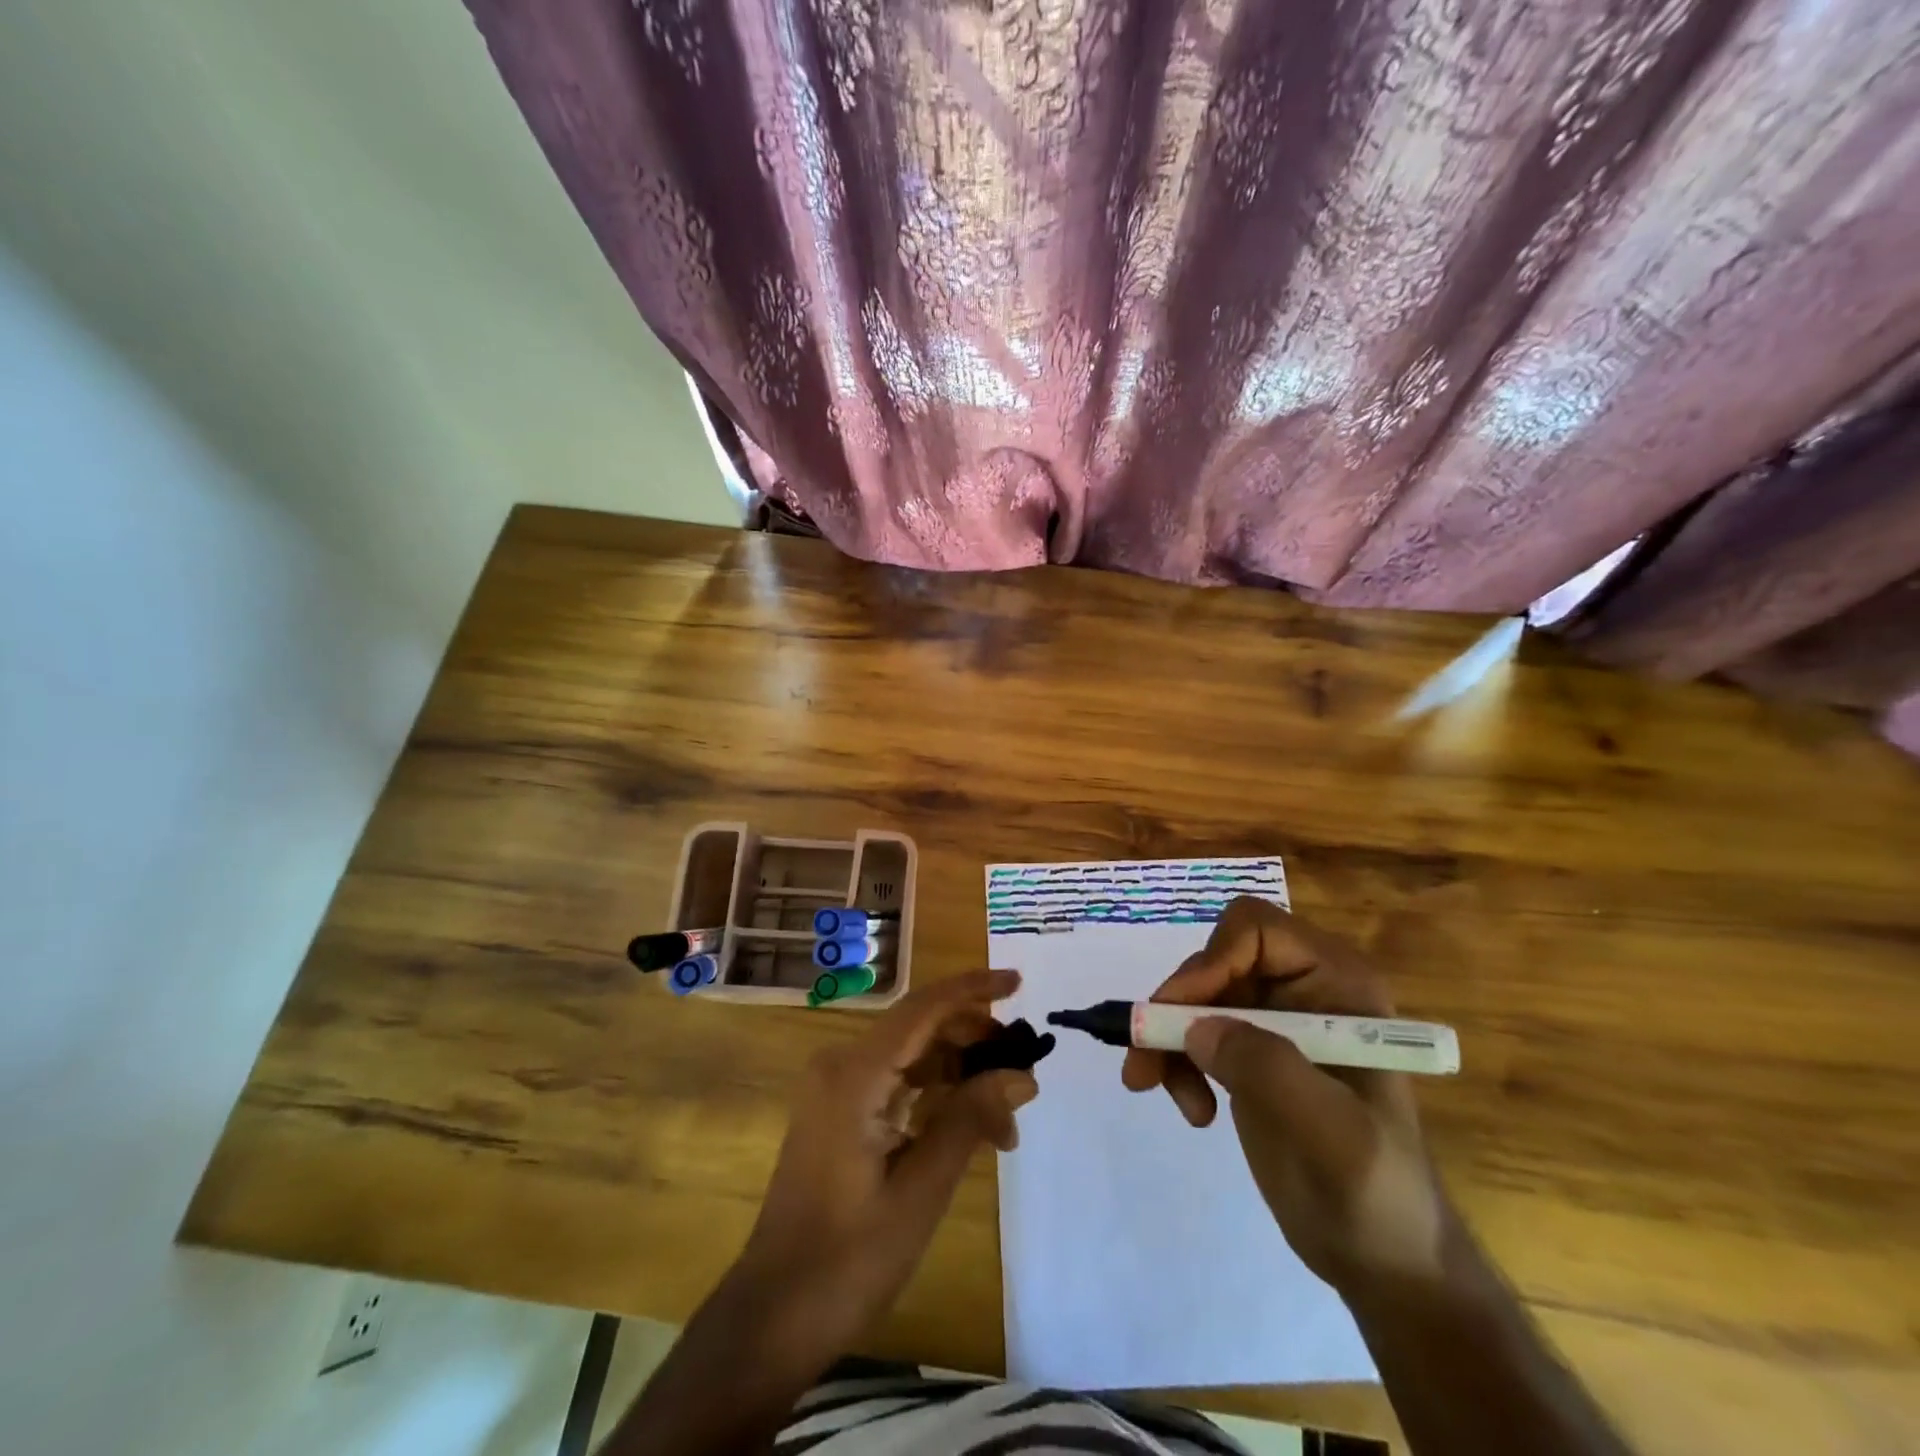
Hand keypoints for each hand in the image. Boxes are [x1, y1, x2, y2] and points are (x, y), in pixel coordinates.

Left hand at [737, 969, 1037, 1350]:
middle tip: (1024, 1079)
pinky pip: (896, 1082)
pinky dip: (935, 1096)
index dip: (973, 989)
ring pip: (912, 1056)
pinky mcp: (838, 1111)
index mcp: (855, 1074)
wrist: (774, 1314)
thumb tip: (1022, 1075)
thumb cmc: (849, 1257)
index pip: (923, 1008)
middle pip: (920, 1029)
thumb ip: (970, 1119)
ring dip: (960, 1077)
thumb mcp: (922, 1190)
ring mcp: (836, 1088)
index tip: (1019, 982)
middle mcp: (842, 1065)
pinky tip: (970, 1128)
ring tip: (1006, 1123)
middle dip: (975, 1045)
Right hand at [1121, 897, 1451, 1293]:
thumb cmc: (1375, 1192)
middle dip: (1176, 1007)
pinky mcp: (1250, 1051)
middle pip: (1214, 961)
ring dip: (1166, 1039)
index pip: (1256, 930)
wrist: (1383, 1259)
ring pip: (1195, 996)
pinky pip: (1193, 1030)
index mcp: (1337, 983)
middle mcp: (1303, 987)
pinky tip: (1192, 1109)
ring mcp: (1274, 1019)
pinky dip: (1175, 1061)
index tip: (1178, 1015)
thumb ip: (1267, 1067)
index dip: (1211, 961)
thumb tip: (1196, 1027)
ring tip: (1154, 1088)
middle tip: (1145, 1057)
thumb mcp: (1330, 1132)